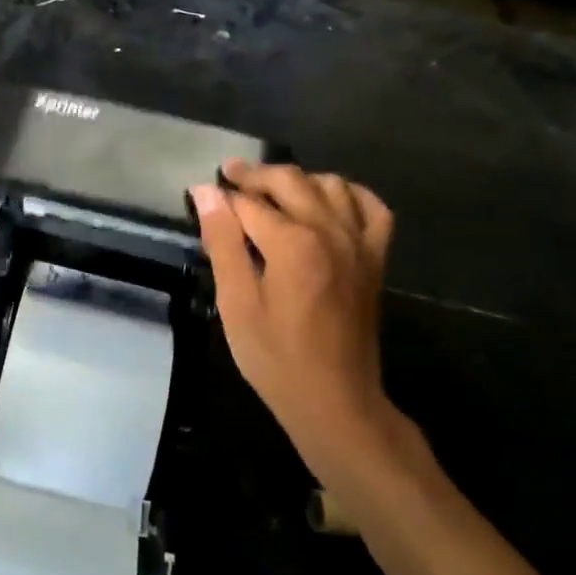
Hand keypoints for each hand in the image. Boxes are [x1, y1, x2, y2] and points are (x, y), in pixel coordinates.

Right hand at [190, 161, 431, 516]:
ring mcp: (359, 243)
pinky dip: (350, 194)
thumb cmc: (275, 358)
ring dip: (298, 179)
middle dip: (255, 175)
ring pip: (331, 185)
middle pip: (290, 181)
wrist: (335, 400)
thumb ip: (223, 242)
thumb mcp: (236, 303)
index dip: (222, 196)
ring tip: (271, 190)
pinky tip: (329, 198)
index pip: (249, 203)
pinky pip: (372, 209)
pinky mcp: (375, 259)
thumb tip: (206, 192)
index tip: (201, 193)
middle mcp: (330, 231)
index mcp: (292, 243)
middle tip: (228, 175)